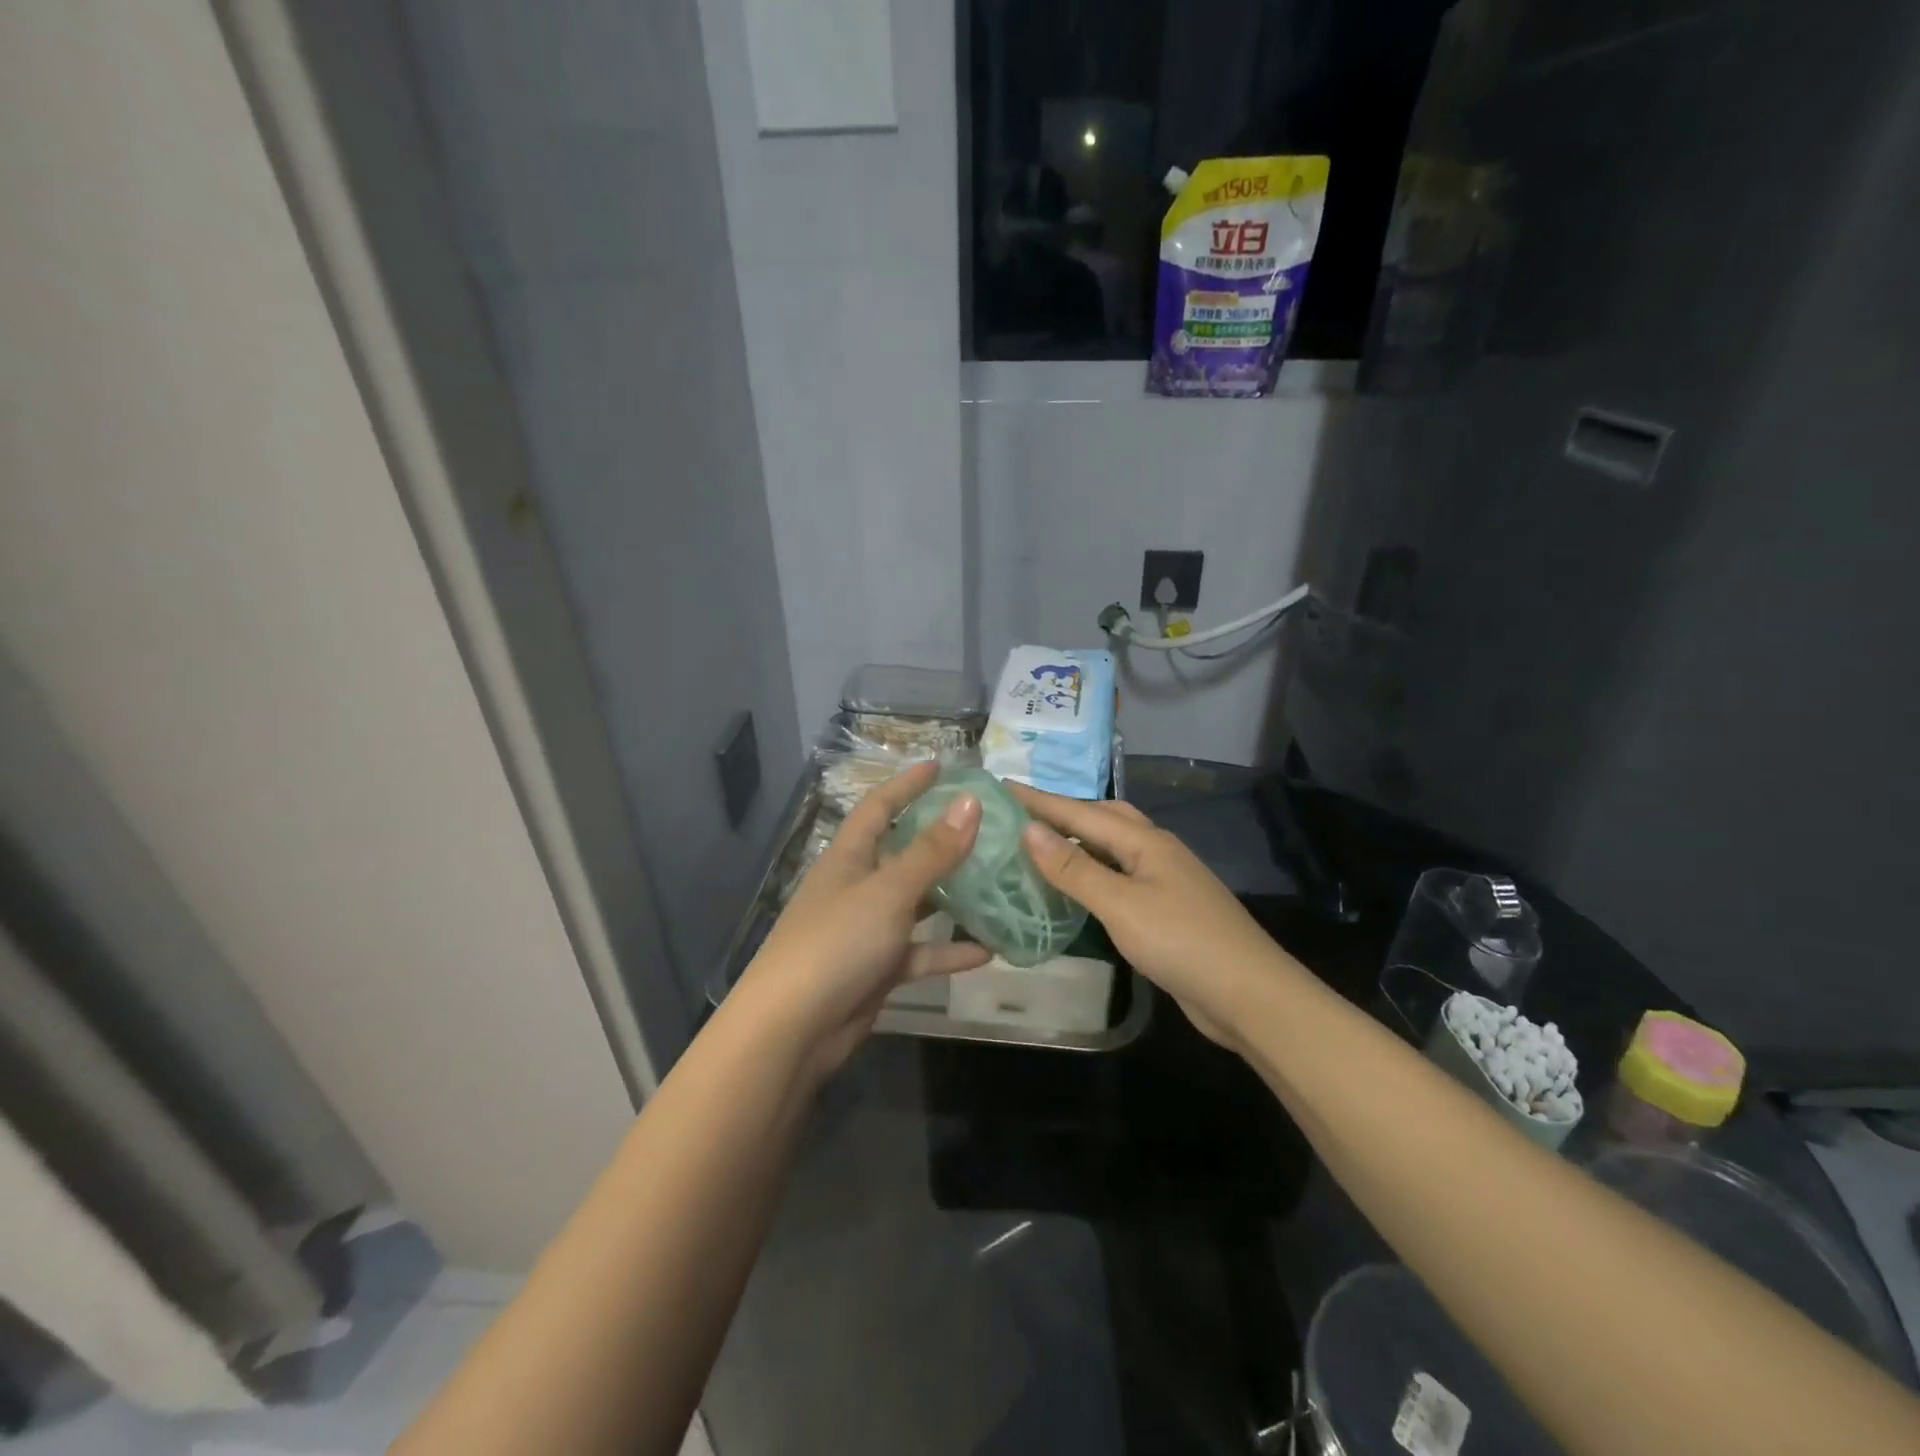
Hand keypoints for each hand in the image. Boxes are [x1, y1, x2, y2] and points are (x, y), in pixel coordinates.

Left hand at [734, 762, 990, 1076]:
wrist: (792, 1029)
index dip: (907, 785)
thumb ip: (932, 851)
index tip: (940, 767)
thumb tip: (971, 802)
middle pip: (902, 854)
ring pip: (916, 904)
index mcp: (849, 858)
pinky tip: (987, 951)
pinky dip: (948, 951)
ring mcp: (866, 930)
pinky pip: (919, 952)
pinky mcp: (876, 970)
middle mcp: (857, 887)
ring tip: (997, 884)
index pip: (879, 808)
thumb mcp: (889, 891)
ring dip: (952, 897)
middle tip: (985, 827)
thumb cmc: (837, 943)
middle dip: (940, 840)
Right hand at [1010, 786, 1299, 1051]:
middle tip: (1022, 816)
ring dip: (1079, 841)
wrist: (1249, 995)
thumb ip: (1074, 869)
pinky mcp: (1167, 908)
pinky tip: (1078, 888)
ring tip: (1042, 846)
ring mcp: (1165, 880)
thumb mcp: (1120, 905)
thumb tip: (1030, 830)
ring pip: (1113, 847)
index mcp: (1145, 841)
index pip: (1081, 812)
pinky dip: (1093, 872)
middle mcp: (1156, 851)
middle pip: (1103, 818)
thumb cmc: (1182, 943)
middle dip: (1063, 812)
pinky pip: (1121, 876)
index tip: (1001, 786)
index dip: (1039, 800)